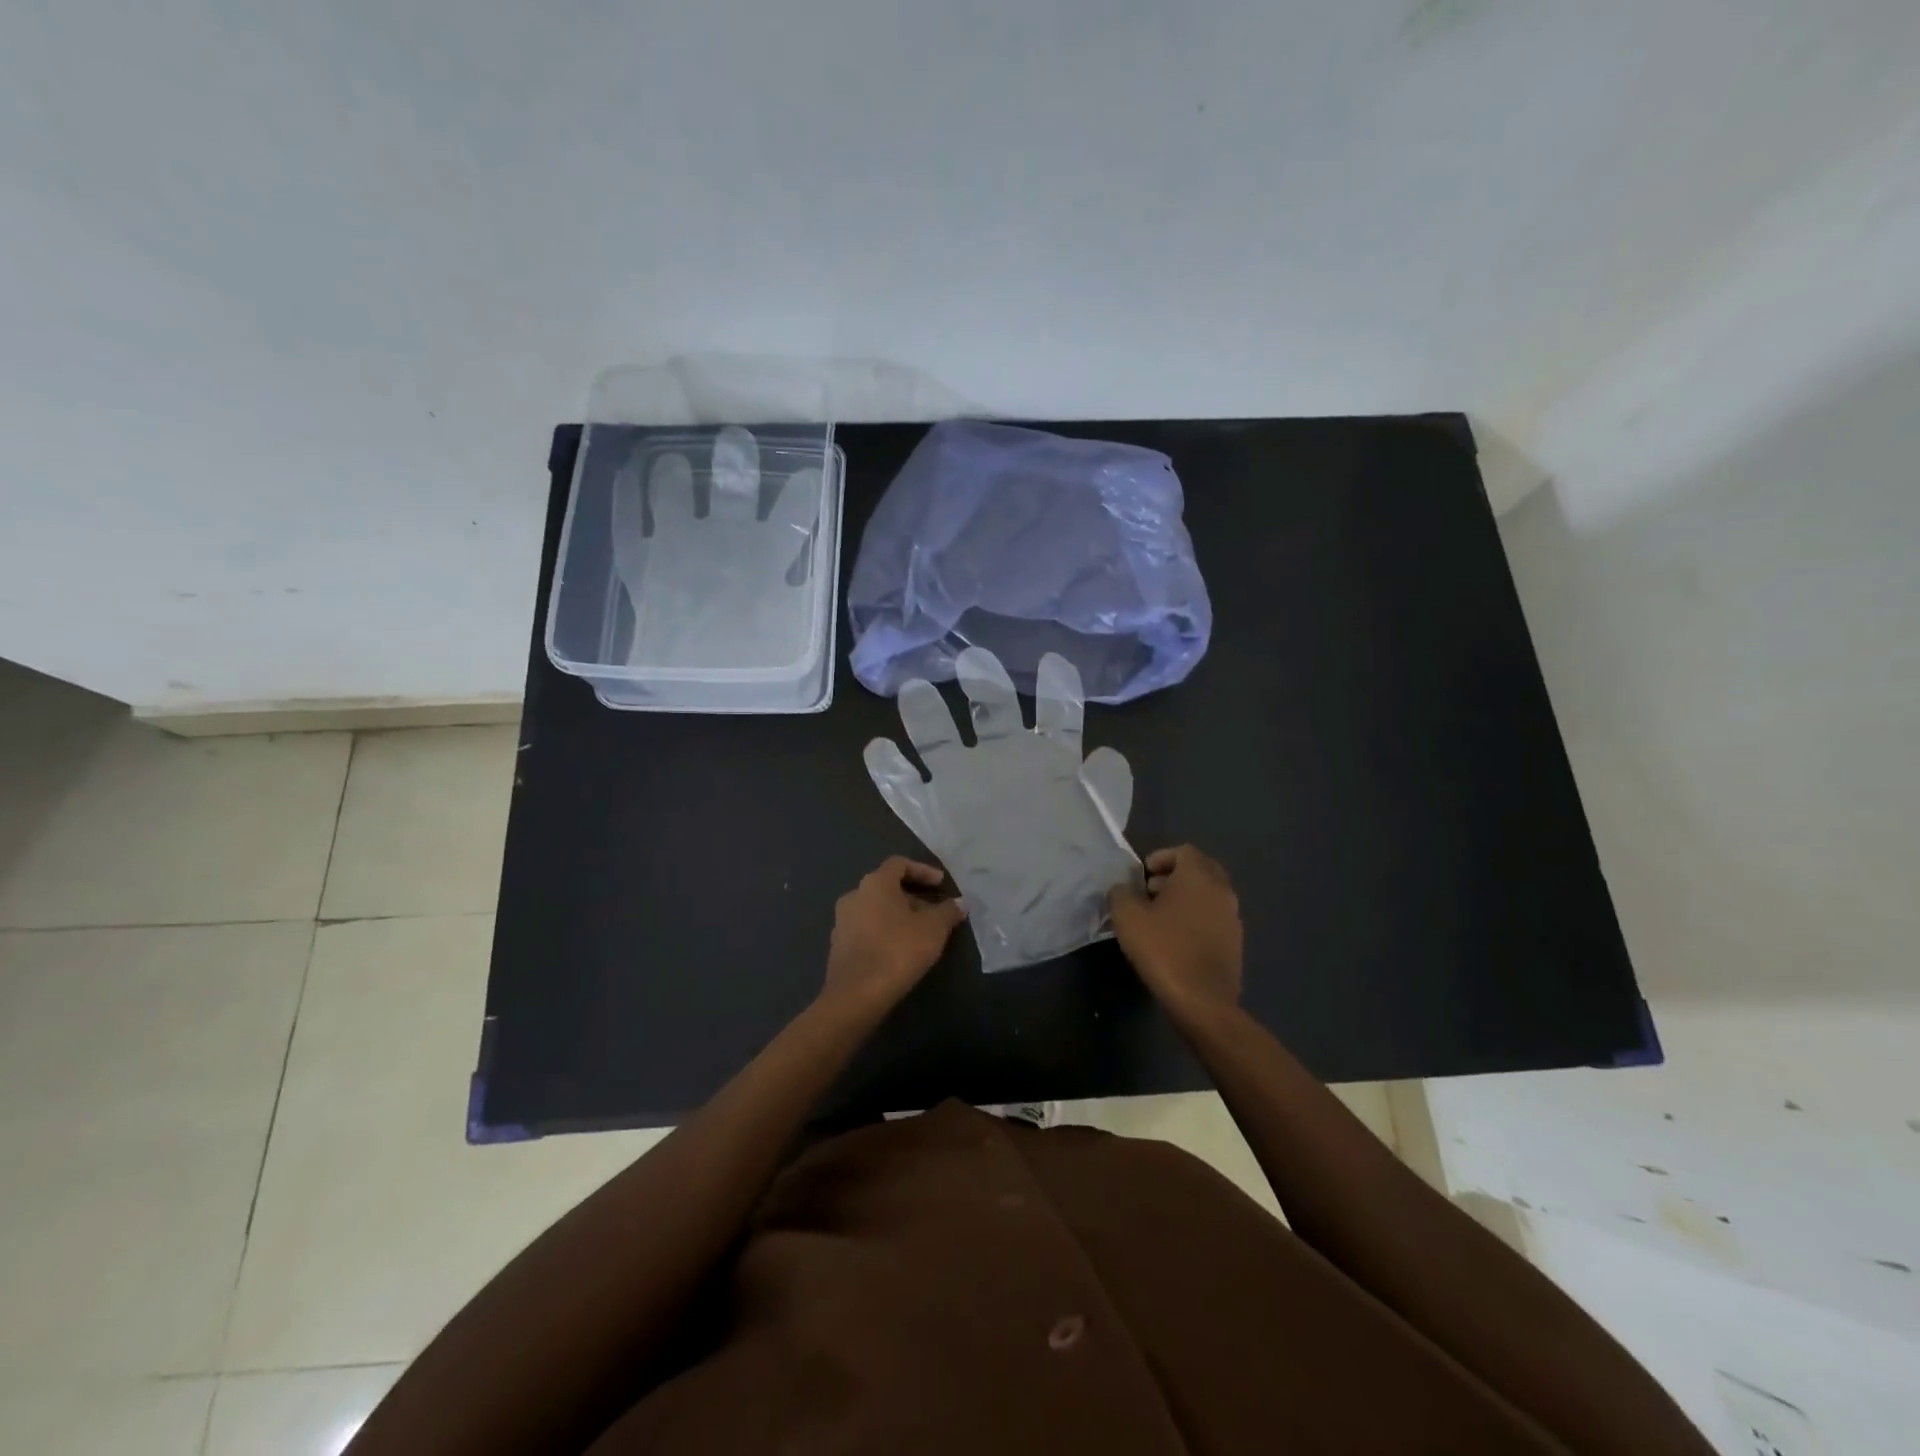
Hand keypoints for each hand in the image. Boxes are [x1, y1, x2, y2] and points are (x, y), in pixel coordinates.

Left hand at [822, 857, 965, 1015]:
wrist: (856, 995)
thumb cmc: (897, 950)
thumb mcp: (933, 929)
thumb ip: (948, 911)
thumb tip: (960, 903)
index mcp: (874, 883)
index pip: (899, 864)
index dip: (923, 870)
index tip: (941, 884)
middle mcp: (854, 895)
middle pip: (887, 887)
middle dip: (913, 896)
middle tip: (935, 911)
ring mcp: (842, 921)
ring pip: (876, 909)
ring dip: (899, 915)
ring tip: (920, 932)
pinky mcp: (838, 945)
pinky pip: (866, 928)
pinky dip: (884, 931)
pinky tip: (900, 949)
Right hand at [1108, 845, 1242, 1025]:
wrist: (1202, 1000)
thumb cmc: (1164, 949)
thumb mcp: (1127, 917)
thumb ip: (1120, 893)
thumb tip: (1122, 889)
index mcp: (1199, 877)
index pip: (1184, 851)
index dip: (1161, 857)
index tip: (1142, 876)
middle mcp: (1222, 891)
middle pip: (1200, 870)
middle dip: (1175, 876)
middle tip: (1150, 892)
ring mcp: (1233, 918)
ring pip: (1209, 895)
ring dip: (1186, 898)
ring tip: (1160, 918)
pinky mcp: (1235, 943)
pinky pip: (1214, 918)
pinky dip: (1196, 918)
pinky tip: (1176, 940)